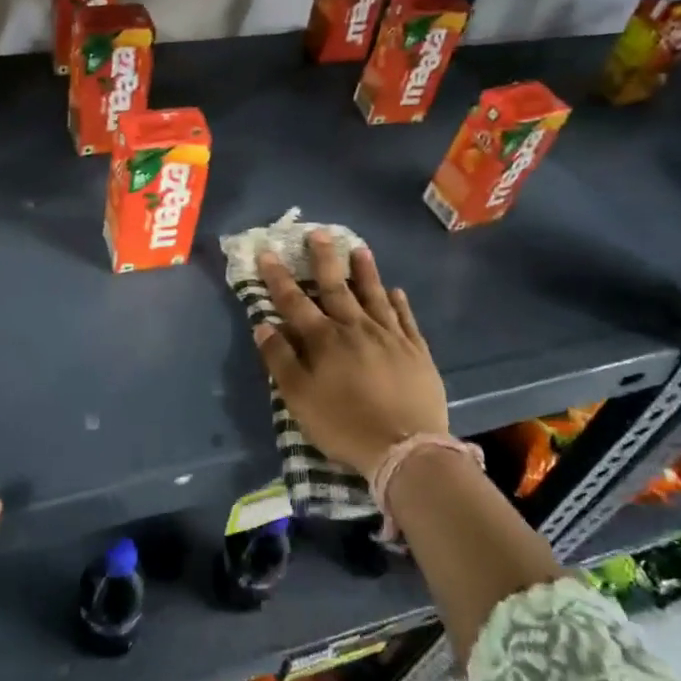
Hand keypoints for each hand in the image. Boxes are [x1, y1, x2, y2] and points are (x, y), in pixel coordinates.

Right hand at [252, 234, 447, 477]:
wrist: (405, 448)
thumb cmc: (344, 424)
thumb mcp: (299, 399)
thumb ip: (280, 360)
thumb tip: (263, 326)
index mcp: (324, 340)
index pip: (294, 301)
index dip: (278, 277)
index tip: (267, 252)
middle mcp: (356, 328)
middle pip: (336, 287)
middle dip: (324, 258)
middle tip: (318, 232)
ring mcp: (390, 337)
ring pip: (374, 295)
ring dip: (365, 271)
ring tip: (359, 248)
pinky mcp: (416, 351)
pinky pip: (405, 318)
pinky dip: (399, 302)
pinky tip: (396, 290)